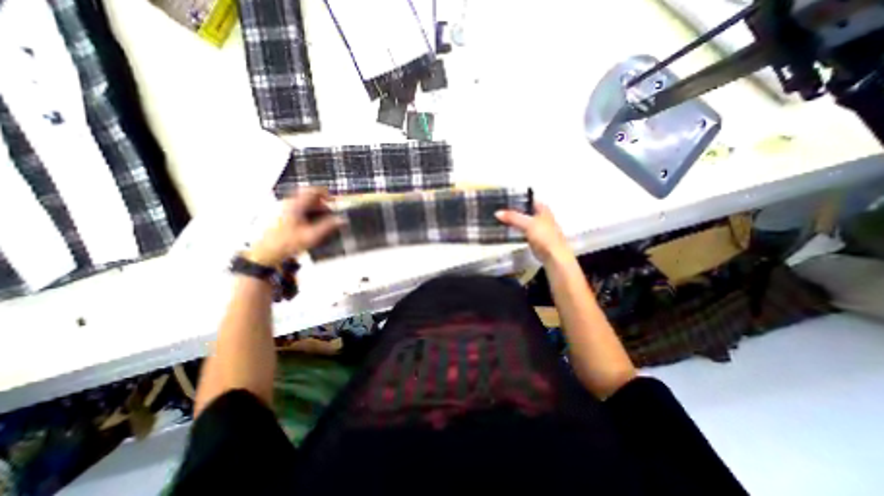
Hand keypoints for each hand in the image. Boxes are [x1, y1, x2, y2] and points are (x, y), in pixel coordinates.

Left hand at [251, 188, 346, 267]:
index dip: (325, 193)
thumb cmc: (287, 243)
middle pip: (309, 198)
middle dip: (322, 205)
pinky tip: (312, 227)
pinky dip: (308, 215)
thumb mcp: (312, 235)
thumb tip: (341, 219)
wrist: (265, 253)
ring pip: (303, 204)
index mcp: (295, 205)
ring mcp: (283, 210)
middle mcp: (288, 204)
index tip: (334, 200)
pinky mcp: (280, 217)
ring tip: (323, 223)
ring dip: (315, 211)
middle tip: (331, 215)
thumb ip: (328, 226)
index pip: (312, 191)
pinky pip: (298, 210)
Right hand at [497, 199, 574, 265]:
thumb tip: (498, 212)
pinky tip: (507, 230)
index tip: (503, 200)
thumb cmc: (545, 236)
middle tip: (499, 210)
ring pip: (522, 220)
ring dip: (513, 220)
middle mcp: (541, 216)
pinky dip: (515, 229)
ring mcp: (538, 227)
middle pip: (524, 210)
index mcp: (542, 208)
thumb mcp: (527, 224)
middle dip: (513, 210)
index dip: (516, 199)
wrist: (553, 255)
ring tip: (500, 219)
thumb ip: (513, 217)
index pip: (527, 199)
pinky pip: (521, 230)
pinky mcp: (534, 238)